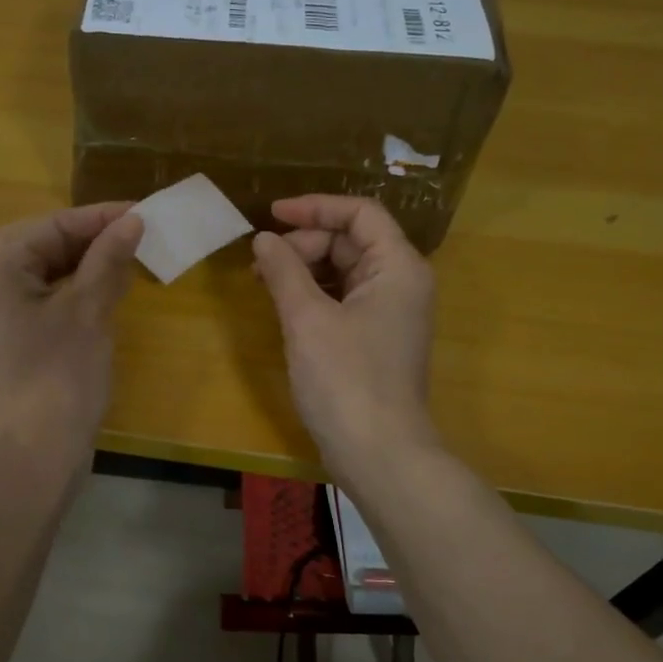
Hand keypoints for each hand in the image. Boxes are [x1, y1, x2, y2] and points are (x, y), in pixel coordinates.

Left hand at [0, 202, 142, 452]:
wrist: (35, 452)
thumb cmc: (59, 373)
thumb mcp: (88, 310)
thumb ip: (108, 260)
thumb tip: (132, 221)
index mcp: (2, 272)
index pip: (51, 226)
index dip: (97, 217)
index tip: (141, 213)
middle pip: (43, 246)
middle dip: (88, 237)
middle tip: (131, 234)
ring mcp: (8, 320)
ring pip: (49, 275)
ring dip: (87, 264)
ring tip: (128, 260)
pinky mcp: (24, 345)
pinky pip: (52, 302)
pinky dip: (81, 292)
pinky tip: (110, 297)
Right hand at [252, 195, 439, 484]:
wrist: (379, 454)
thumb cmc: (346, 380)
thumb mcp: (307, 319)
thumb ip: (284, 270)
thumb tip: (264, 240)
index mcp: (397, 267)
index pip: (360, 213)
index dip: (315, 207)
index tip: (271, 214)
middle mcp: (400, 283)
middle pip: (350, 241)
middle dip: (304, 244)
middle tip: (262, 264)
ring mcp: (389, 313)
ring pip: (344, 271)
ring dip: (304, 269)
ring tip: (264, 281)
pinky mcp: (375, 339)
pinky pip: (343, 299)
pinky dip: (313, 295)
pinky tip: (283, 305)